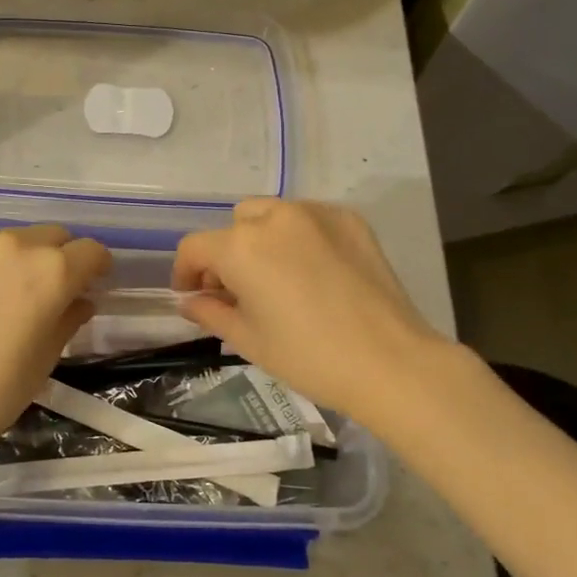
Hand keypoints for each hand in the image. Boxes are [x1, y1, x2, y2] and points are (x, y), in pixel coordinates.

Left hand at [0, 224, 111, 457]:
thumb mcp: (46, 358)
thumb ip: (69, 319)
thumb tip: (80, 301)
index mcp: (52, 271)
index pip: (91, 251)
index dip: (96, 268)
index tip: (91, 284)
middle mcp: (17, 245)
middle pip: (53, 235)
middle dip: (61, 256)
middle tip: (50, 288)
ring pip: (13, 236)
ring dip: (21, 254)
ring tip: (6, 288)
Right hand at [172, 199, 452, 422]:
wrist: (390, 362)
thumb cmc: (308, 357)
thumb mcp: (248, 340)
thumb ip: (210, 312)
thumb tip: (190, 300)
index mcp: (241, 247)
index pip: (194, 247)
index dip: (186, 272)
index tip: (193, 295)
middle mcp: (275, 217)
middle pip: (234, 225)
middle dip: (227, 253)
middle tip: (238, 290)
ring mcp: (316, 213)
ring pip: (271, 214)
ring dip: (262, 239)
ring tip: (278, 277)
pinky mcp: (350, 220)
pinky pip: (309, 219)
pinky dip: (300, 237)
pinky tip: (315, 271)